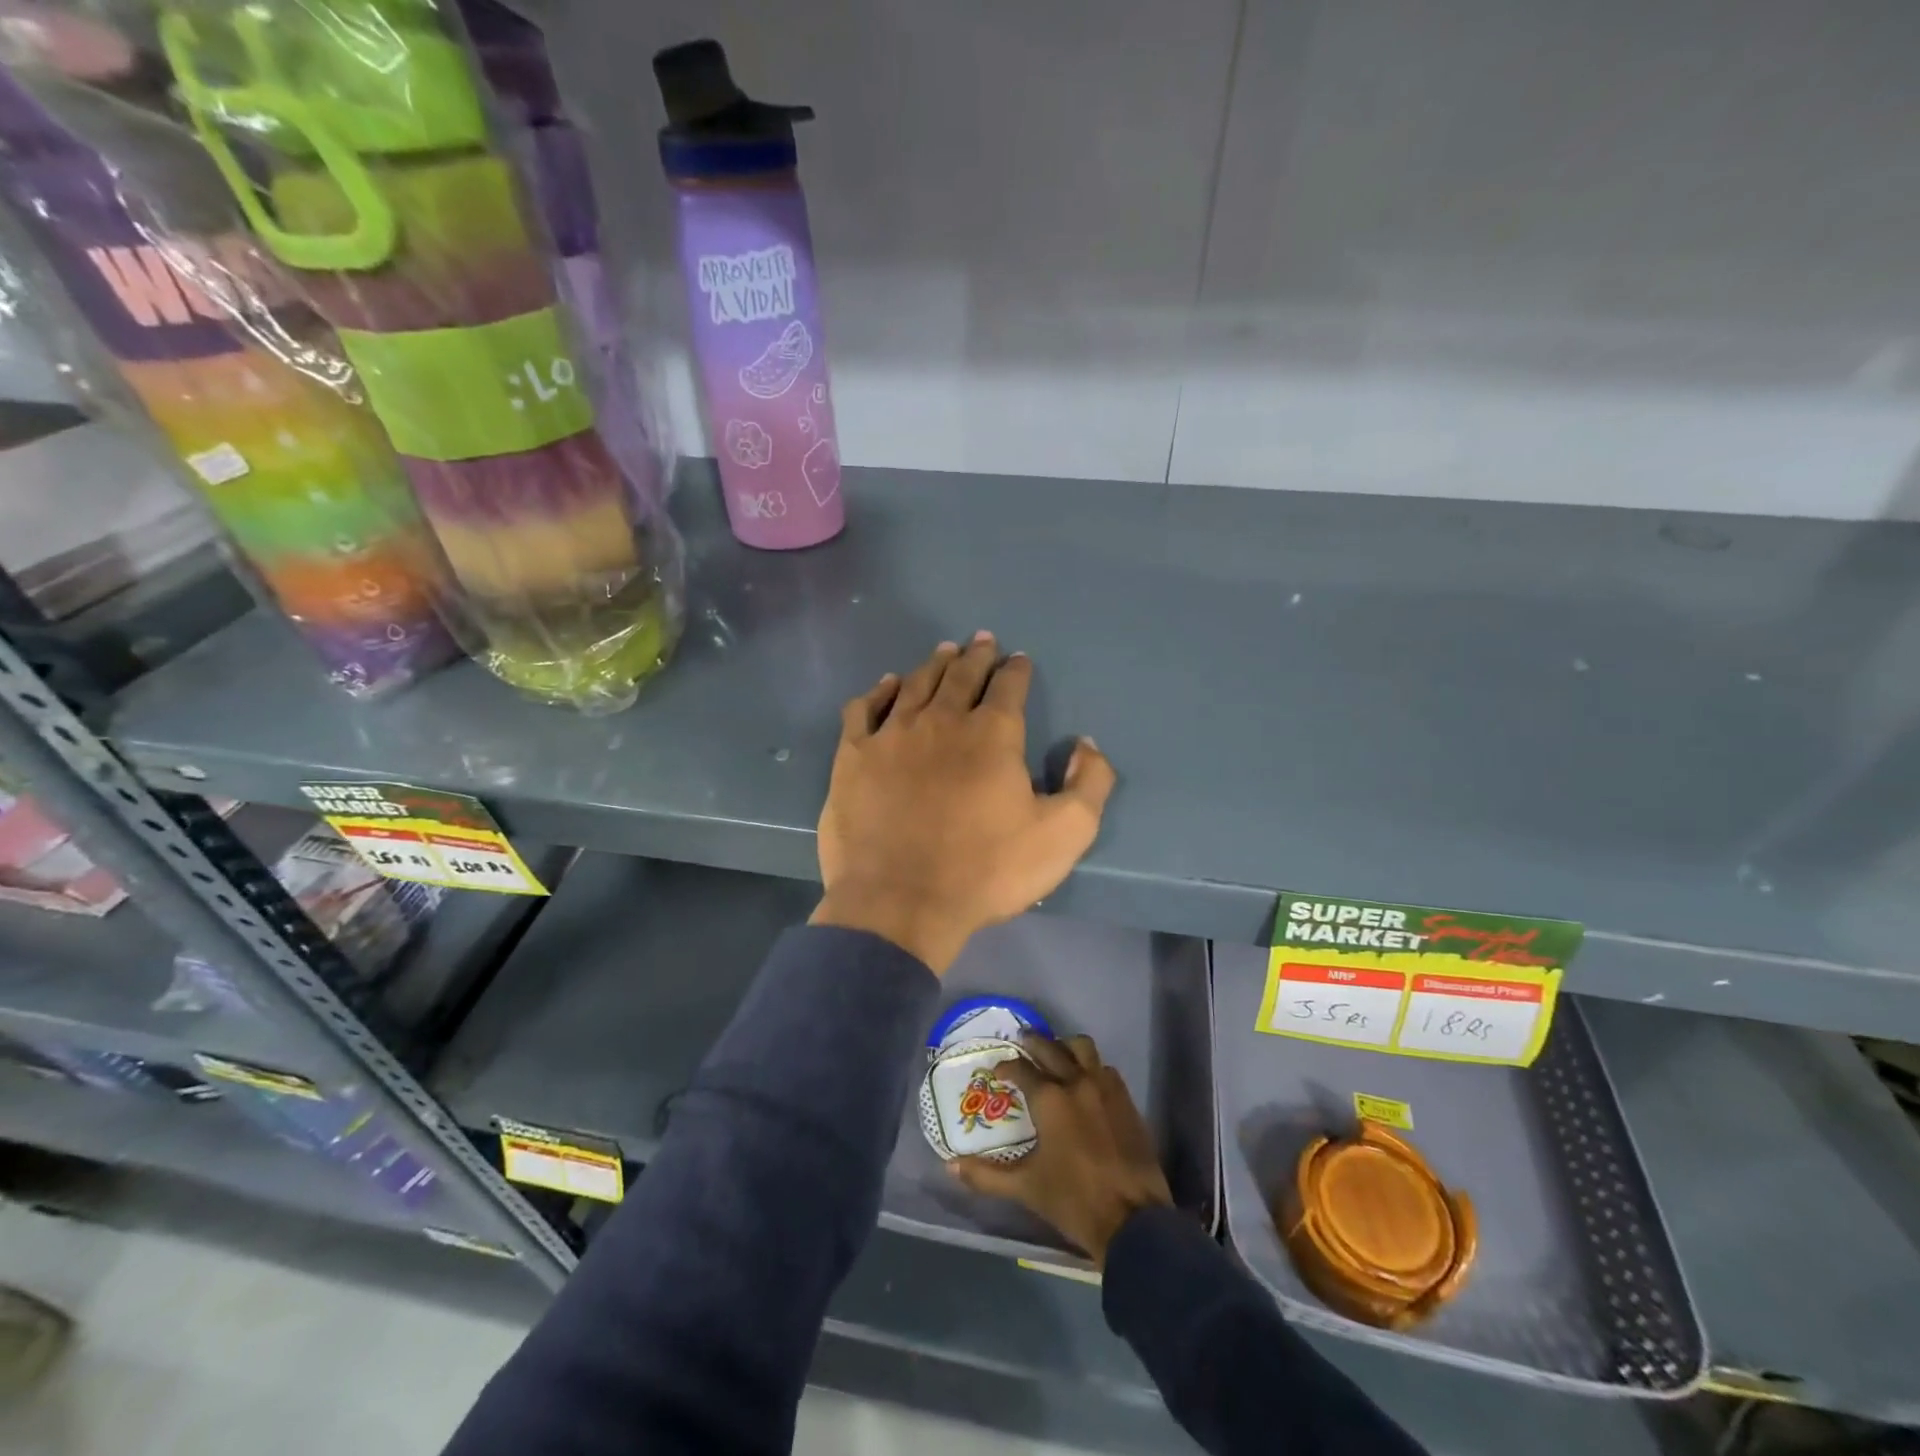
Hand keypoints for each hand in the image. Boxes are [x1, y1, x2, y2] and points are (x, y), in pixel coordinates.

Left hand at [811, 634, 1116, 973]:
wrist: (900, 902)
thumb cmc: (985, 870)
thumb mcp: (1064, 835)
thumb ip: (1088, 784)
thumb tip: (1086, 745)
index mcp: (992, 734)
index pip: (1009, 687)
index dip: (1016, 670)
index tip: (1018, 659)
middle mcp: (941, 721)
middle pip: (961, 675)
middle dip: (976, 656)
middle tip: (981, 640)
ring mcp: (892, 735)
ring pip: (915, 684)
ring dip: (934, 665)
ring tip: (944, 652)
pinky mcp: (854, 756)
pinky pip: (865, 709)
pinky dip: (879, 691)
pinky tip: (887, 684)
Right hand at [949, 1033, 1171, 1266]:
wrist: (1133, 1221)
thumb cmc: (1073, 1201)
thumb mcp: (1025, 1187)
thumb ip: (986, 1175)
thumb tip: (950, 1166)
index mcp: (1050, 1099)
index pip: (1022, 1069)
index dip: (1007, 1067)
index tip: (998, 1071)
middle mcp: (1077, 1082)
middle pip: (1051, 1048)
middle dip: (1033, 1043)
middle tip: (1022, 1043)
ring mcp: (1106, 1088)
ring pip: (1083, 1049)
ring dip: (1066, 1047)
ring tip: (1056, 1055)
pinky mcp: (1126, 1101)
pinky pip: (1105, 1069)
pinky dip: (1092, 1067)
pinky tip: (1086, 1083)